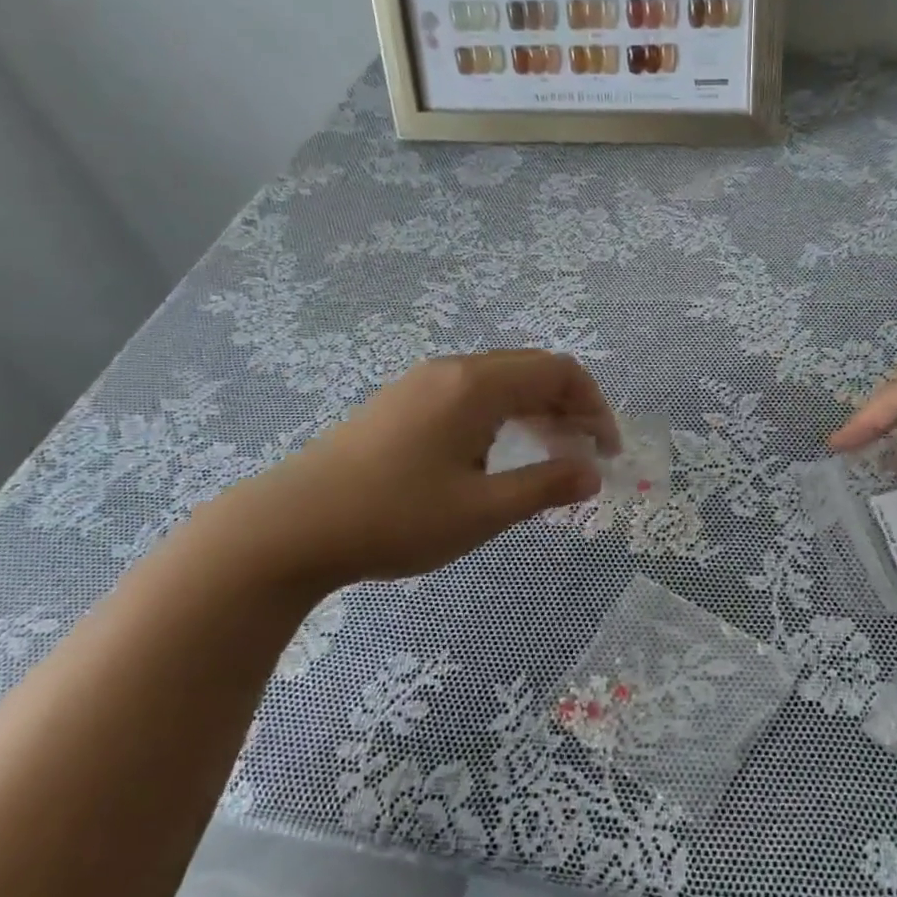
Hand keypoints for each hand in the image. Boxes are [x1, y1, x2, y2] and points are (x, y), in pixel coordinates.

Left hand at [205, 350, 616, 590]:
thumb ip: (545, 486)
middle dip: (569, 408)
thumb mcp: (482, 511)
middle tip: (584, 456)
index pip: (559, 372)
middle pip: (531, 370)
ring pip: (499, 383)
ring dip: (536, 412)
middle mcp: (451, 371)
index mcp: (476, 385)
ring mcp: (420, 384)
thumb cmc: (395, 518)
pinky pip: (469, 396)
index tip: (607, 453)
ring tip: (550, 457)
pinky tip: (497, 456)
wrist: (290, 527)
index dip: (595, 407)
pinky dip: (502, 417)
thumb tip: (591, 473)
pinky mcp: (399, 405)